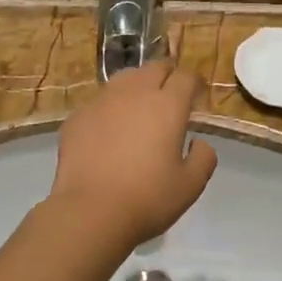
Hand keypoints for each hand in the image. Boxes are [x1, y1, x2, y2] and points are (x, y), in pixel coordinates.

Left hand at [47, 63, 218, 253]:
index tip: (197, 95)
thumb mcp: (191, 185)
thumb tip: (198, 142)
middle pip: (154, 68)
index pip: (186, 77)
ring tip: (139, 106)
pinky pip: (100, 101)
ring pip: (125, 79)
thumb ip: (204, 158)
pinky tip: (109, 130)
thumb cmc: (148, 199)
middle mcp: (135, 93)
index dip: (195, 82)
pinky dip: (110, 108)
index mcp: (167, 105)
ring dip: (138, 85)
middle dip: (167, 76)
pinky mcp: (78, 116)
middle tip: (171, 96)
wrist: (90, 212)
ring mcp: (102, 101)